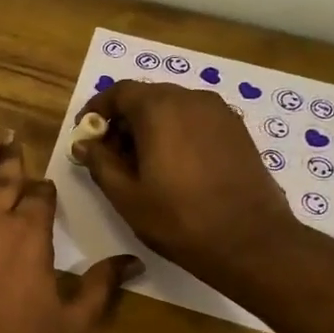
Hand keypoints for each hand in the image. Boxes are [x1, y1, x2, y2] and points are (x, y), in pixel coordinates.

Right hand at [73, 80, 300, 288]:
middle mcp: (191, 99)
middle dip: (124, 120)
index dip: (97, 110)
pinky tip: (173, 167)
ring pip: (173, 108)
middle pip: (147, 97)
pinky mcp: (237, 130)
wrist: (250, 240)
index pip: (119, 92)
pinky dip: (176, 133)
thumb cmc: (178, 219)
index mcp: (160, 108)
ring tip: (141, 165)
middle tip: (110, 155)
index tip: (85, 135)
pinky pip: (196, 120)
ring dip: (150, 127)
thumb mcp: (126, 196)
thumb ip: (100, 163)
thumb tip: (83, 144)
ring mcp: (220, 113)